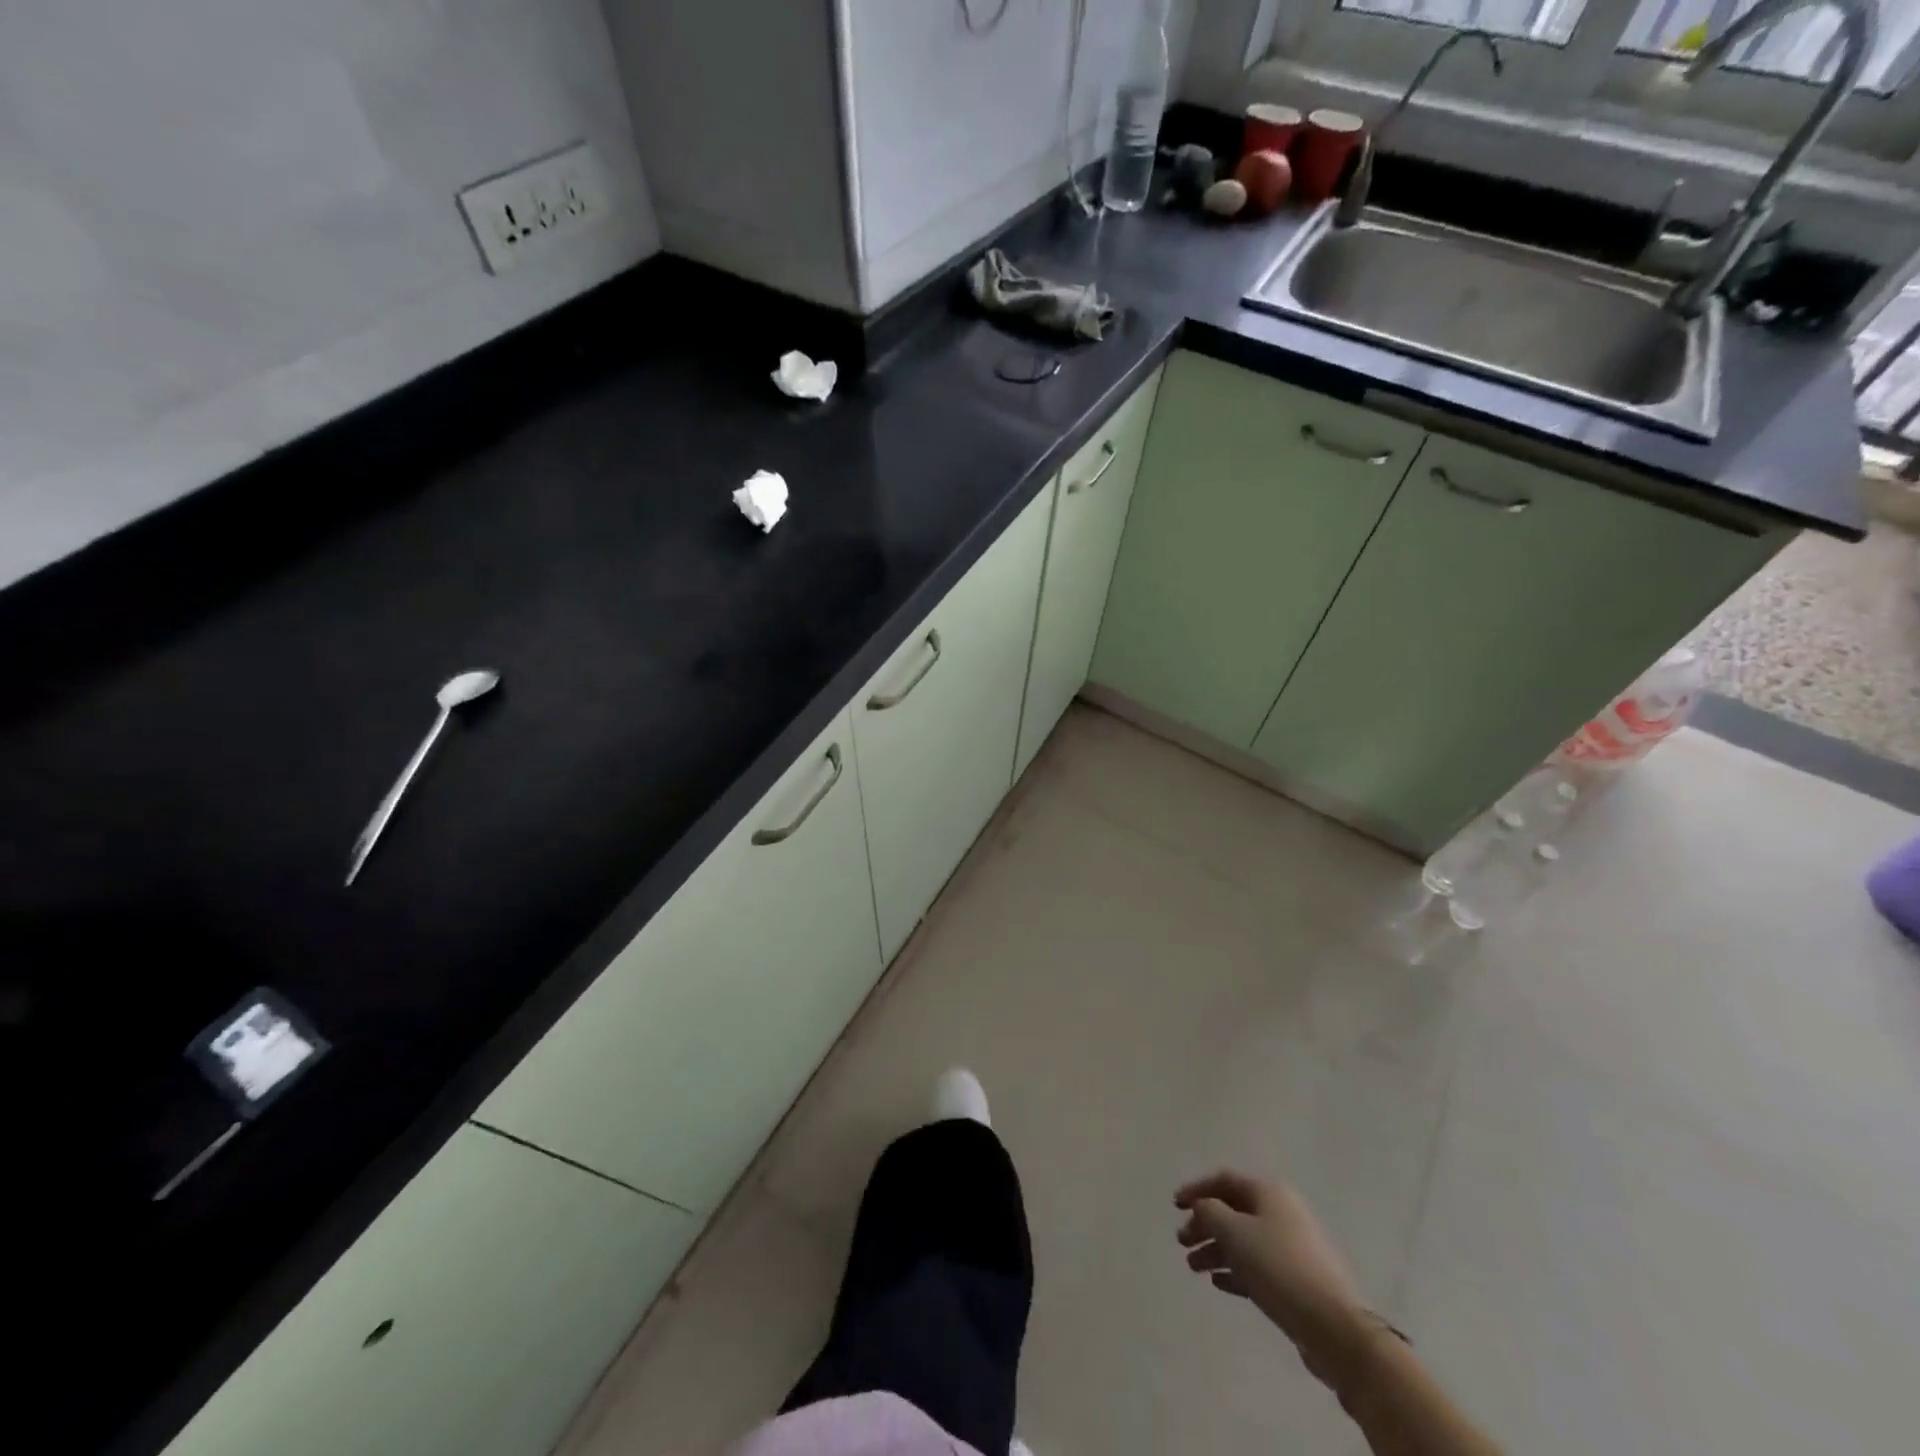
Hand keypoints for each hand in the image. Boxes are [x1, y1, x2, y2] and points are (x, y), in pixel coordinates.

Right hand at [1175, 1170, 1369, 1382]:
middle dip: (1205, 1225)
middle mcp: (1281, 1212)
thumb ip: (1210, 1212)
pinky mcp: (1297, 1279)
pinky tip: (1218, 1283)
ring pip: (1244, 1241)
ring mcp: (1292, 1246)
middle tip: (1183, 1242)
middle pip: (1233, 1211)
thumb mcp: (1235, 1233)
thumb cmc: (1279, 1267)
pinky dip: (1236, 1270)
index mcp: (1269, 1193)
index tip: (1174, 1205)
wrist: (1334, 1326)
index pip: (1224, 1181)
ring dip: (1216, 1250)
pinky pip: (1258, 1266)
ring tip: (1194, 1268)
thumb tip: (1203, 1206)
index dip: (1196, 1189)